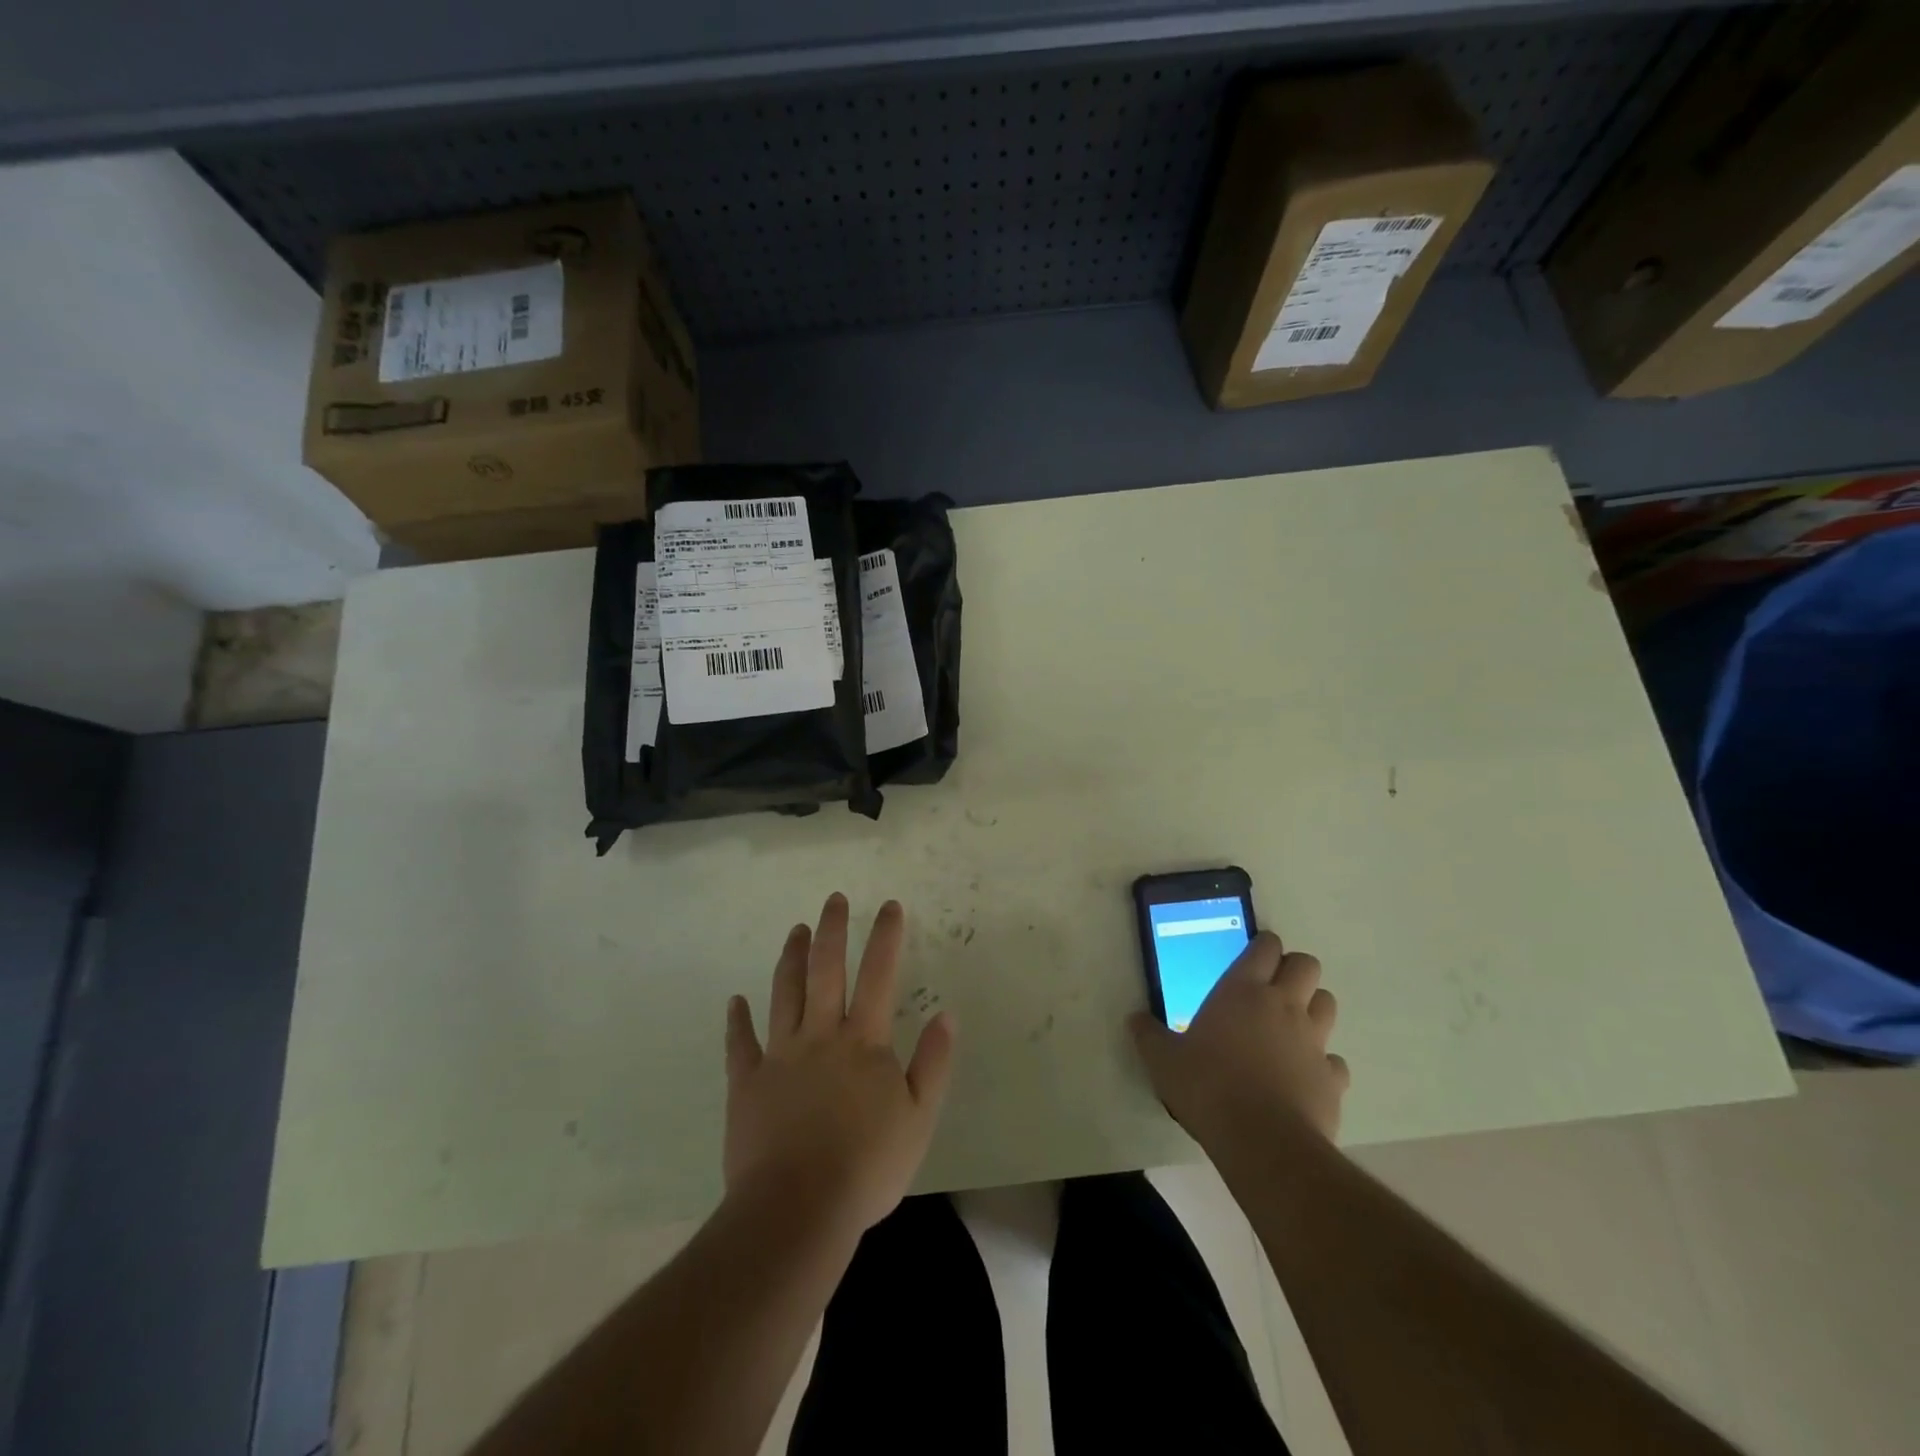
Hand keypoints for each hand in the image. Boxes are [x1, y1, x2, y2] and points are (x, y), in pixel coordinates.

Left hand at [724, 894, 955, 1237]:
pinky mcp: (746, 1083)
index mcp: (864, 1042)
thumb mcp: (919, 1118)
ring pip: (784, 993)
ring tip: (796, 930)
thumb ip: (933, 1063)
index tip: (890, 905)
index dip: (886, 937)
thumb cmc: (866, 1165)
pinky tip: (735, 1001)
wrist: (797, 1209)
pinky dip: (737, 1020)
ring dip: (791, 958)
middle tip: (834, 899)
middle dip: (833, 930)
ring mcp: (779, 1056)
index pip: (879, 975)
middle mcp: (821, 1035)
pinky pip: (739, 1044)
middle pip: (825, 970)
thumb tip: (947, 1014)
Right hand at [1130, 931, 1348, 1149]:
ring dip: (1313, 1008)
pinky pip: (1335, 1060)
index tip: (1254, 954)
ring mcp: (1313, 1041)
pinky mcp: (1332, 1078)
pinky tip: (1304, 1076)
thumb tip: (1134, 1019)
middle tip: (1273, 986)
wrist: (1263, 1142)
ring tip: (1291, 1026)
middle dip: (1294, 969)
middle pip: (1307, 965)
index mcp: (1242, 991)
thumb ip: (1148, 1036)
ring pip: (1328, 1003)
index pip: (1265, 947)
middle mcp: (1283, 1006)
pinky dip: (1324, 1063)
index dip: (1263, 945)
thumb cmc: (1207, 1087)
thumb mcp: (1163, 1060)